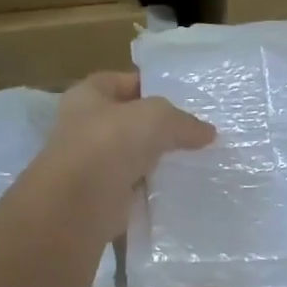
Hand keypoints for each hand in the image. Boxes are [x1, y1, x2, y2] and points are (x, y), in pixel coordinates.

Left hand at [37, 72, 214, 236]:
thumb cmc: (110, 144)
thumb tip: (208, 133)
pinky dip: (153, 189)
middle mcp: (84, 127)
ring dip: (157, 160)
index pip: (121, 81)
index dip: (149, 86)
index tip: (182, 98)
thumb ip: (183, 121)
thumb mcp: (156, 118)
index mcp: (87, 96)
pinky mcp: (101, 196)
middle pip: (128, 121)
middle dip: (158, 127)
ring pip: (133, 156)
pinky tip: (179, 188)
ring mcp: (91, 164)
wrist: (78, 205)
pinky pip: (134, 187)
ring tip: (194, 159)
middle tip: (194, 132)